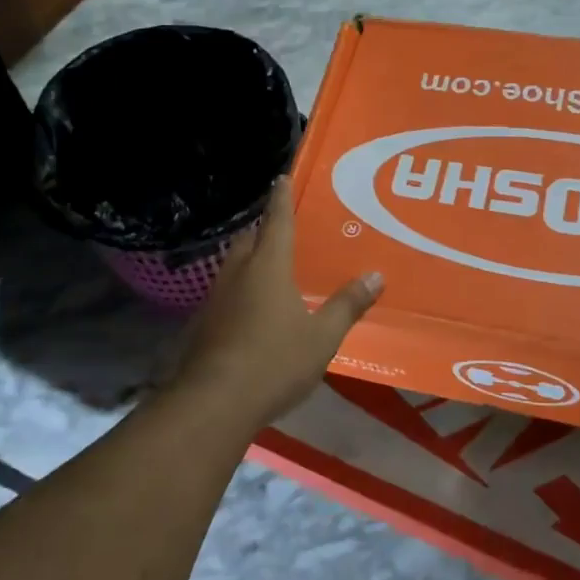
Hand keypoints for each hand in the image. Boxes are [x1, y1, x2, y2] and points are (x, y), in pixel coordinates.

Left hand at [170, 178, 382, 428]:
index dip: (281, 199)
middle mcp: (238, 273)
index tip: (281, 177)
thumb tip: (375, 275)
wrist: (214, 402)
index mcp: (268, 267)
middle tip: (282, 229)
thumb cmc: (274, 361)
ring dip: (250, 259)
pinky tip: (251, 310)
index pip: (277, 221)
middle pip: (249, 239)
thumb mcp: (322, 337)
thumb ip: (347, 305)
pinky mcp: (204, 324)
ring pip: (234, 266)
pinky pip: (226, 294)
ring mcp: (216, 299)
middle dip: (263, 230)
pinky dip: (240, 290)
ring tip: (269, 267)